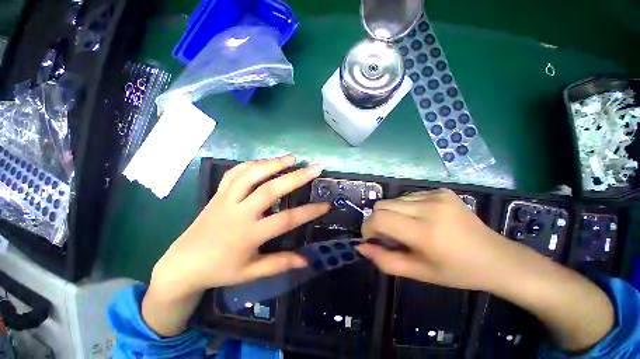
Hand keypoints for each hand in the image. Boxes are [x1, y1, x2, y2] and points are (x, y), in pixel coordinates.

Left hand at [151, 156, 329, 297]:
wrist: (183, 264)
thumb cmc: (220, 270)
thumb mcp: (251, 272)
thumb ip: (280, 264)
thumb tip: (307, 260)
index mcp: (249, 234)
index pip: (286, 220)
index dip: (309, 212)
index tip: (326, 204)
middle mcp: (239, 212)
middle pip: (270, 189)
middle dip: (296, 177)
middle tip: (315, 168)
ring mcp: (227, 199)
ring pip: (251, 175)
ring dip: (274, 163)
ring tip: (292, 158)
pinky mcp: (218, 193)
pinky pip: (235, 173)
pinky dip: (252, 164)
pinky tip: (266, 161)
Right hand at [356, 189, 507, 290]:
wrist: (496, 257)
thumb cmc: (457, 272)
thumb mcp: (418, 273)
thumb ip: (385, 260)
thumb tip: (361, 246)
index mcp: (425, 232)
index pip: (379, 218)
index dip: (368, 227)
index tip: (372, 238)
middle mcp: (429, 207)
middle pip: (382, 205)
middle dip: (377, 220)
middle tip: (389, 236)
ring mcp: (436, 195)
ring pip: (393, 200)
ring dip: (392, 214)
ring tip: (407, 228)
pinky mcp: (441, 191)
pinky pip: (408, 196)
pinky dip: (405, 208)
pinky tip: (421, 219)